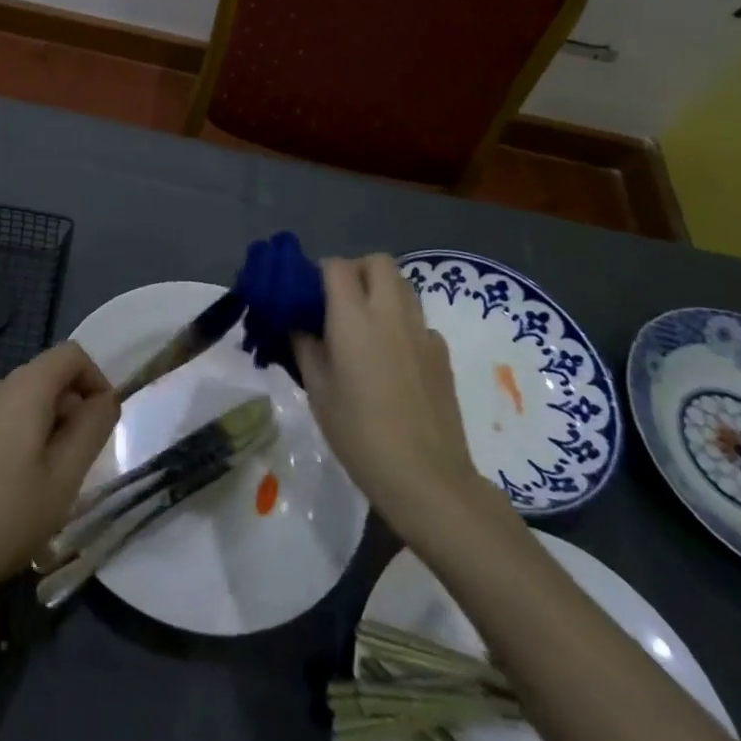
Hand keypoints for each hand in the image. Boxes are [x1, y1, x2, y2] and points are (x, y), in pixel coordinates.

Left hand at [0, 342, 118, 612]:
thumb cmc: (5, 517)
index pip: (71, 354)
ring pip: (29, 402)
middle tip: (81, 466)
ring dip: (52, 430)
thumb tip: (106, 398)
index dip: (97, 380)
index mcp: (23, 388)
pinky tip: (20, 490)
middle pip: (49, 377)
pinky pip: (7, 420)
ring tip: (52, 484)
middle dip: (75, 410)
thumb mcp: (64, 477)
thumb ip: (92, 428)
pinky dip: (27, 440)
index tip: (105, 424)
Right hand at [295, 255, 501, 542]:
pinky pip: (418, 320)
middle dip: (356, 270)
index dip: (319, 272)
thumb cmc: (359, 433)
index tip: (307, 294)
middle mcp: (391, 313)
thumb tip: (299, 324)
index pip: (336, 266)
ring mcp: (422, 332)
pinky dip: (401, 323)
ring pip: (403, 286)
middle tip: (338, 301)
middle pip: (378, 262)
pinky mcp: (442, 354)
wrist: (426, 477)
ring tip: (363, 326)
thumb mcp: (317, 389)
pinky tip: (391, 359)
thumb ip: (305, 346)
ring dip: (380, 291)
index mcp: (354, 318)